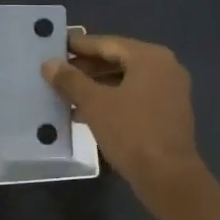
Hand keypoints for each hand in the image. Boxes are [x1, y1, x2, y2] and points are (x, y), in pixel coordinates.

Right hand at [43, 32, 205, 209]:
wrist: (168, 176)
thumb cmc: (131, 132)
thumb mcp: (94, 103)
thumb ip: (71, 80)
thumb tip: (49, 63)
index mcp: (150, 57)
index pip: (107, 43)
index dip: (78, 46)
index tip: (54, 46)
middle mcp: (165, 68)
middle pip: (118, 60)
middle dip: (86, 68)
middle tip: (56, 72)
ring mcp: (170, 91)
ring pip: (125, 81)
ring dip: (96, 86)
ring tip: (65, 94)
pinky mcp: (168, 114)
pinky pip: (134, 98)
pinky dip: (112, 101)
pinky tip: (85, 113)